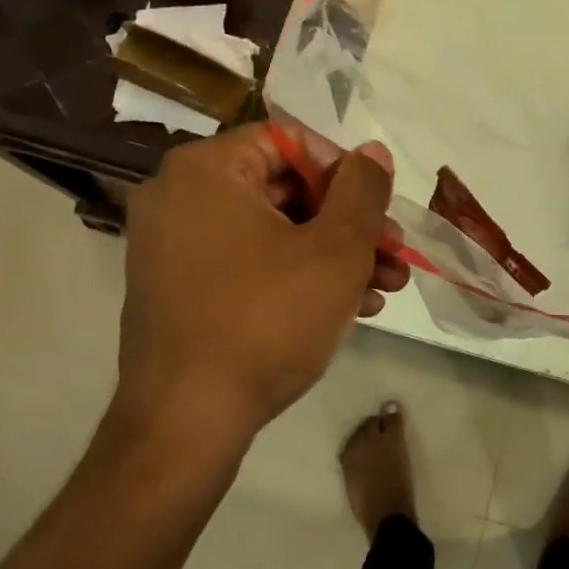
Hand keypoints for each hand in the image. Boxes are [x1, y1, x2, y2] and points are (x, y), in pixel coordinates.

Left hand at [115, 124, 406, 454]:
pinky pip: (247, 264)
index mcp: (207, 170)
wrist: (186, 425)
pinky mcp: (178, 290)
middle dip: (350, 223)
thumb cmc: (266, 320)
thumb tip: (372, 152)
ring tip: (386, 286)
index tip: (380, 209)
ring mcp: (173, 247)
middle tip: (395, 252)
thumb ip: (363, 190)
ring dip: (334, 255)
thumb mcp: (335, 250)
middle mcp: (179, 197)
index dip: (346, 172)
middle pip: (285, 189)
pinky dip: (296, 277)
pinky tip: (349, 308)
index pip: (290, 142)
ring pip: (273, 232)